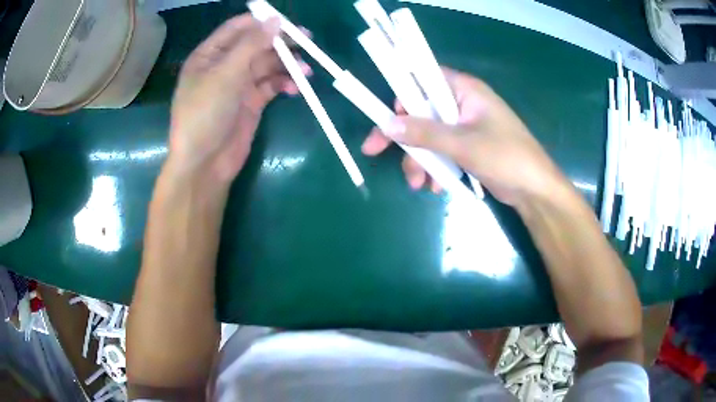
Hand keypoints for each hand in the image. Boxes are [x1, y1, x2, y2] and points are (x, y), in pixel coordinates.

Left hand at [167, 14, 309, 184]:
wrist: (205, 163)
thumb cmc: (205, 114)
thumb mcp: (225, 74)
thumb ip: (251, 45)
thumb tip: (275, 20)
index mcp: (209, 55)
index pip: (237, 28)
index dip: (261, 22)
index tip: (286, 20)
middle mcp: (224, 66)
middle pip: (257, 45)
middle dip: (280, 43)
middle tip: (307, 40)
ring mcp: (238, 84)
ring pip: (267, 65)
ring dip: (286, 65)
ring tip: (306, 70)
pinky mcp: (252, 102)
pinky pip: (272, 85)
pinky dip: (284, 84)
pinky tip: (296, 88)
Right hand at [361, 68, 568, 206]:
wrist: (534, 190)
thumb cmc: (506, 157)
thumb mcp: (463, 144)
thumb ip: (425, 133)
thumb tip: (387, 124)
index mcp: (464, 90)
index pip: (423, 79)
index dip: (402, 94)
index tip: (385, 116)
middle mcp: (462, 103)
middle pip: (420, 111)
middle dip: (404, 137)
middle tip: (375, 152)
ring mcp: (464, 126)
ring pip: (428, 135)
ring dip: (419, 159)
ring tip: (421, 184)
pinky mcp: (467, 146)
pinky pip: (441, 151)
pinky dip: (435, 167)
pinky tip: (438, 186)